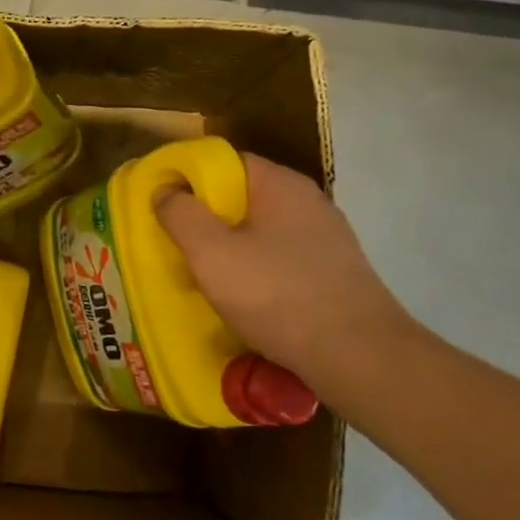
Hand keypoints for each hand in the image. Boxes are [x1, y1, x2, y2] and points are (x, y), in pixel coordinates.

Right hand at [157, 152, 421, 399]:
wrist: (360, 358)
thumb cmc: (278, 296)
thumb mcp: (212, 253)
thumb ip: (181, 214)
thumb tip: (165, 190)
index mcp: (279, 185)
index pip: (223, 161)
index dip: (186, 176)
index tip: (160, 203)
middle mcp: (307, 202)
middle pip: (240, 196)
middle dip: (204, 216)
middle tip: (174, 242)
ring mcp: (325, 238)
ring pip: (260, 230)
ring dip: (228, 246)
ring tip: (200, 273)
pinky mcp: (333, 272)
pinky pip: (279, 258)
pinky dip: (254, 269)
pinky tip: (240, 297)